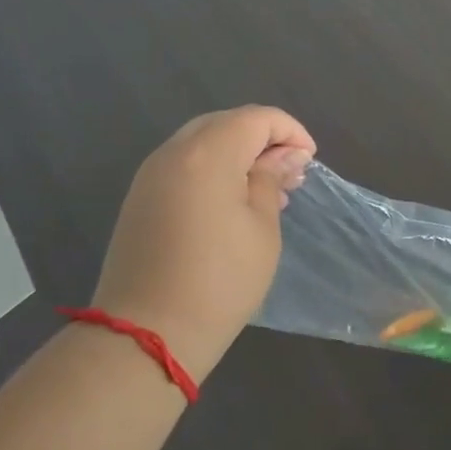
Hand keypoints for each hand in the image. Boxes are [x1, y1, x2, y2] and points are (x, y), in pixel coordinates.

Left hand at [91, 106, 315, 383]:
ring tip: (267, 191)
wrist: (150, 331)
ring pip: (202, 143)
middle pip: (225, 124)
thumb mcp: (262, 228)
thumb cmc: (222, 279)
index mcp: (207, 155)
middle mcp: (173, 153)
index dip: (290, 131)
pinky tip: (233, 203)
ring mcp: (150, 175)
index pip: (256, 118)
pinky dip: (214, 170)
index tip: (309, 161)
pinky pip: (184, 165)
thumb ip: (270, 180)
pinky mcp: (140, 199)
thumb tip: (284, 155)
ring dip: (238, 154)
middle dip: (263, 139)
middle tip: (291, 174)